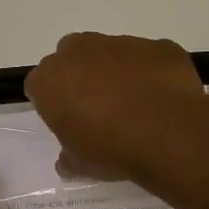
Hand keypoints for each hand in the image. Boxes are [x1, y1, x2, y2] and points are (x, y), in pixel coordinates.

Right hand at [24, 32, 208, 180]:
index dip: (52, 104)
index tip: (67, 121)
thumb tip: (67, 160)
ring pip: (108, 53)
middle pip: (70, 58)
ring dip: (114, 71)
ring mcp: (120, 43)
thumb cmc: (111, 149)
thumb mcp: (80, 165)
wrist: (169, 134)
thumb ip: (67, 157)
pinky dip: (149, 72)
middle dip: (78, 77)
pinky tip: (160, 98)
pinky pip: (147, 58)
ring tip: (133, 103)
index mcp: (49, 80)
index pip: (39, 86)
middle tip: (95, 108)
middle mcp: (78, 51)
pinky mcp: (156, 46)